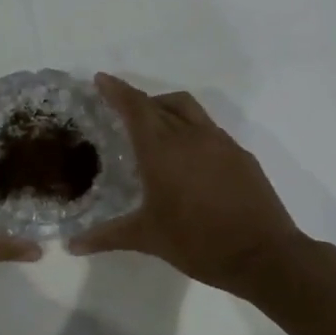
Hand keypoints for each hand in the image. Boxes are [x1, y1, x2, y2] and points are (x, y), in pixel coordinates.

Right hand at [70, 74, 304, 296]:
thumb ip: (107, 237)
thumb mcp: (148, 238)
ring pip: (188, 109)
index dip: (117, 90)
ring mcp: (220, 143)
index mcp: (162, 150)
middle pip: (160, 103)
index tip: (101, 79)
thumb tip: (71, 246)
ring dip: (166, 108)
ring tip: (154, 126)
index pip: (135, 108)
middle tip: (120, 108)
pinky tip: (187, 155)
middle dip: (138, 100)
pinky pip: (209, 129)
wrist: (263, 255)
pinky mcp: (240, 155)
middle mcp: (191, 136)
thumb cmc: (198, 243)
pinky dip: (190, 128)